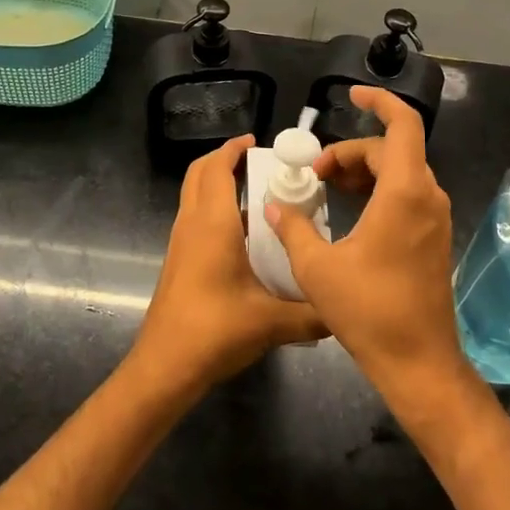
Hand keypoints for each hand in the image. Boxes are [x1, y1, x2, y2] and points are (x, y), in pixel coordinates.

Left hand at [132, 134, 326, 395]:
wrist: (165, 366)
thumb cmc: (215, 331)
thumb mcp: (273, 323)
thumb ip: (313, 314)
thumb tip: (344, 308)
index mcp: (212, 224)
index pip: (216, 168)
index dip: (233, 149)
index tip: (257, 143)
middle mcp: (192, 225)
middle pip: (199, 174)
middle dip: (224, 161)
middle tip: (258, 164)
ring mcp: (180, 243)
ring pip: (194, 196)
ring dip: (218, 185)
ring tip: (258, 196)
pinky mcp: (178, 262)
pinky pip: (195, 219)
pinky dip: (214, 210)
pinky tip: (245, 236)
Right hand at [263, 89, 469, 405]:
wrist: (418, 363)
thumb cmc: (369, 311)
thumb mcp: (317, 268)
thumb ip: (293, 227)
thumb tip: (274, 205)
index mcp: (404, 192)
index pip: (403, 124)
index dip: (379, 100)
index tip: (351, 94)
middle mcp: (426, 196)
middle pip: (392, 149)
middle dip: (351, 151)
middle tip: (314, 172)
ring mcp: (434, 218)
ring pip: (400, 171)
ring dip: (363, 170)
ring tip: (327, 187)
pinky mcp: (433, 237)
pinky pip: (406, 193)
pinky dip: (377, 189)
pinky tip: (351, 211)